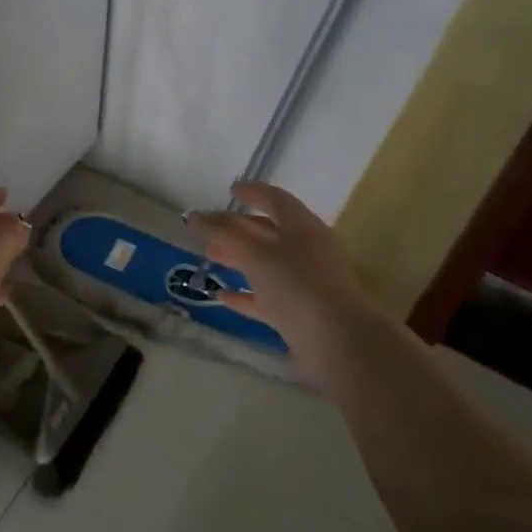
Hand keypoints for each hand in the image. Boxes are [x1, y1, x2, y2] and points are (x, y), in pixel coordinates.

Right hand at [190, 181, 384, 385]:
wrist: (336, 341)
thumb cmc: (296, 285)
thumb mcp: (256, 253)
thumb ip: (224, 233)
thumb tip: (195, 215)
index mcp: (302, 227)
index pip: (276, 200)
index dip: (253, 192)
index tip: (231, 190)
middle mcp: (307, 250)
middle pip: (269, 232)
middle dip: (239, 229)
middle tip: (210, 230)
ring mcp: (305, 283)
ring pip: (267, 264)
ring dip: (239, 259)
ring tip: (209, 257)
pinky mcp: (300, 313)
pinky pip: (268, 297)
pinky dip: (246, 294)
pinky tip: (223, 297)